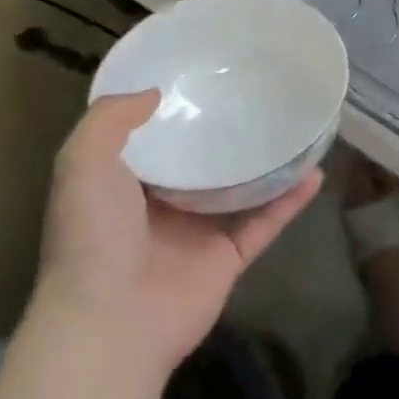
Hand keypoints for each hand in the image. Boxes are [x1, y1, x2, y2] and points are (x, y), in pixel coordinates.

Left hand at [37, 91, 321, 368]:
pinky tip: (316, 172)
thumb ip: (110, 120)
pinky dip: (291, 200)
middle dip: (226, 133)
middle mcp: (162, 206)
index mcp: (124, 185)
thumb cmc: (94, 237)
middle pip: (202, 161)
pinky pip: (266, 221)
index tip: (204, 77)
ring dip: (269, 164)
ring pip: (242, 189)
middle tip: (260, 95)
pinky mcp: (229, 258)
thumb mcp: (82, 163)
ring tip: (297, 128)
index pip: (153, 139)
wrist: (111, 321)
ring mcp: (199, 234)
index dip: (175, 110)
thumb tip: (155, 93)